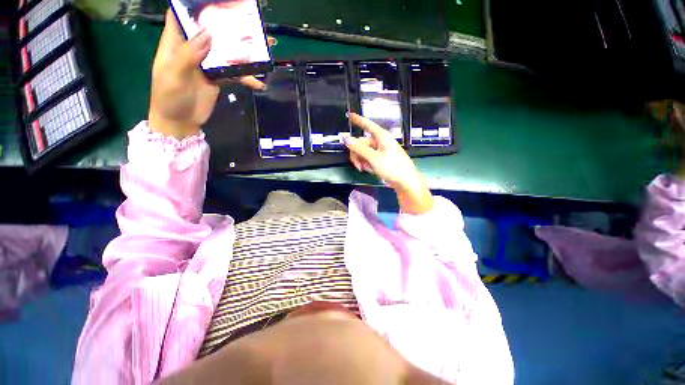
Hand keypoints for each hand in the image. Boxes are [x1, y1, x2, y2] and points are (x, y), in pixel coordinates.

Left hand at [148, 10, 268, 139]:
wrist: (181, 122)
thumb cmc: (169, 97)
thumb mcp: (173, 74)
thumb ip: (189, 54)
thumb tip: (209, 32)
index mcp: (175, 43)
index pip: (181, 16)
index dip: (193, 6)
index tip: (213, 2)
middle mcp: (193, 49)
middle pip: (210, 31)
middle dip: (226, 25)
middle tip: (245, 20)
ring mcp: (207, 64)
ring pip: (226, 51)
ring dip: (242, 50)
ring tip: (261, 47)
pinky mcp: (218, 79)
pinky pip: (234, 74)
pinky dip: (247, 78)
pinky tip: (258, 82)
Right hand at [345, 113, 434, 214]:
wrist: (405, 182)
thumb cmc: (393, 167)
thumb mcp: (374, 158)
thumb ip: (359, 148)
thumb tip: (347, 139)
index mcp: (381, 137)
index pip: (367, 124)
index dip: (358, 120)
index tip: (350, 115)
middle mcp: (380, 142)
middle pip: (361, 143)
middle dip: (357, 154)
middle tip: (357, 165)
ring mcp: (380, 151)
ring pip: (363, 152)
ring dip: (361, 161)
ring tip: (365, 169)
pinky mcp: (380, 159)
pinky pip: (368, 159)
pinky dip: (366, 164)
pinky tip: (370, 170)